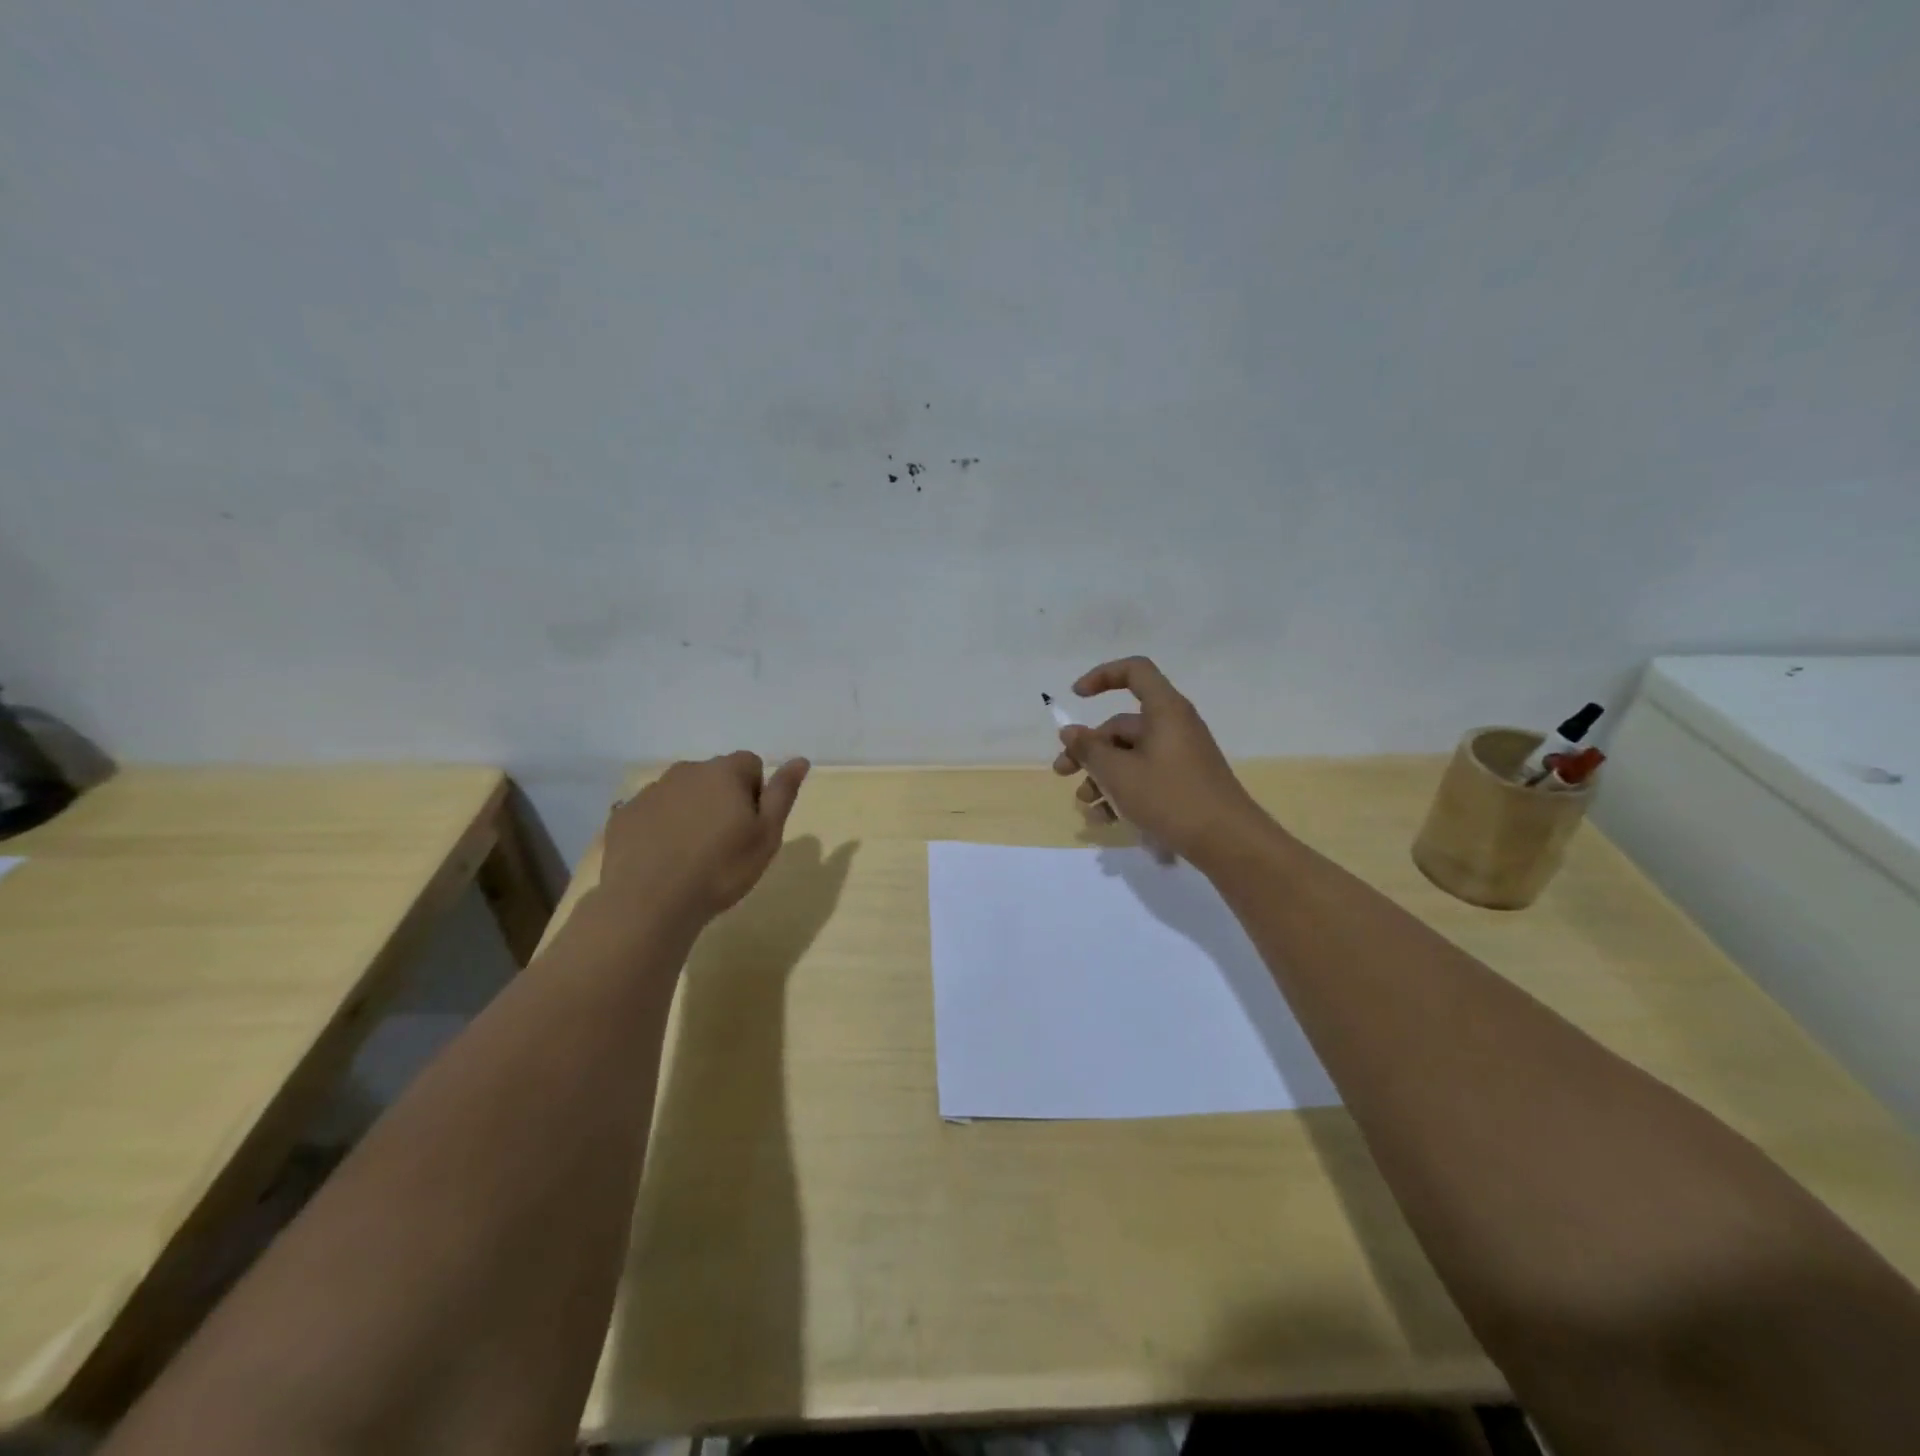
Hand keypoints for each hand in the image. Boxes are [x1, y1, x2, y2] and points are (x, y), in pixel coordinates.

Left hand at [597, 753, 811, 927]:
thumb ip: (783, 793)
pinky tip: (663, 858)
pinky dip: (660, 826)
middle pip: (714, 776)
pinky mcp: (623, 815)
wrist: (649, 903)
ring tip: (692, 853)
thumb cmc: (721, 869)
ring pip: (681, 793)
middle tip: (725, 842)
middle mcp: (685, 771)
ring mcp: (650, 792)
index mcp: (724, 772)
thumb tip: (800, 760)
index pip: (750, 764)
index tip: (751, 826)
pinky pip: (651, 812)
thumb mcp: (767, 835)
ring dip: (691, 812)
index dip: (756, 793)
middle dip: (723, 799)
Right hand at [1051, 657, 1265, 862]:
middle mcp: (1174, 726)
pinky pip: (1145, 776)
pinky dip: (1123, 792)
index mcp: (1164, 711)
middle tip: (1063, 772)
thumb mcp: (1119, 774)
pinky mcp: (1183, 783)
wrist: (1228, 842)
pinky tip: (1105, 819)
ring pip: (1129, 755)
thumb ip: (1089, 750)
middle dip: (1088, 749)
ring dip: (1102, 776)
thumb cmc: (1170, 797)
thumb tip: (1070, 732)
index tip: (1077, 697)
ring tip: (1086, 804)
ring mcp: (1180, 756)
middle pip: (1122, 725)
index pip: (1134, 671)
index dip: (1102, 676)